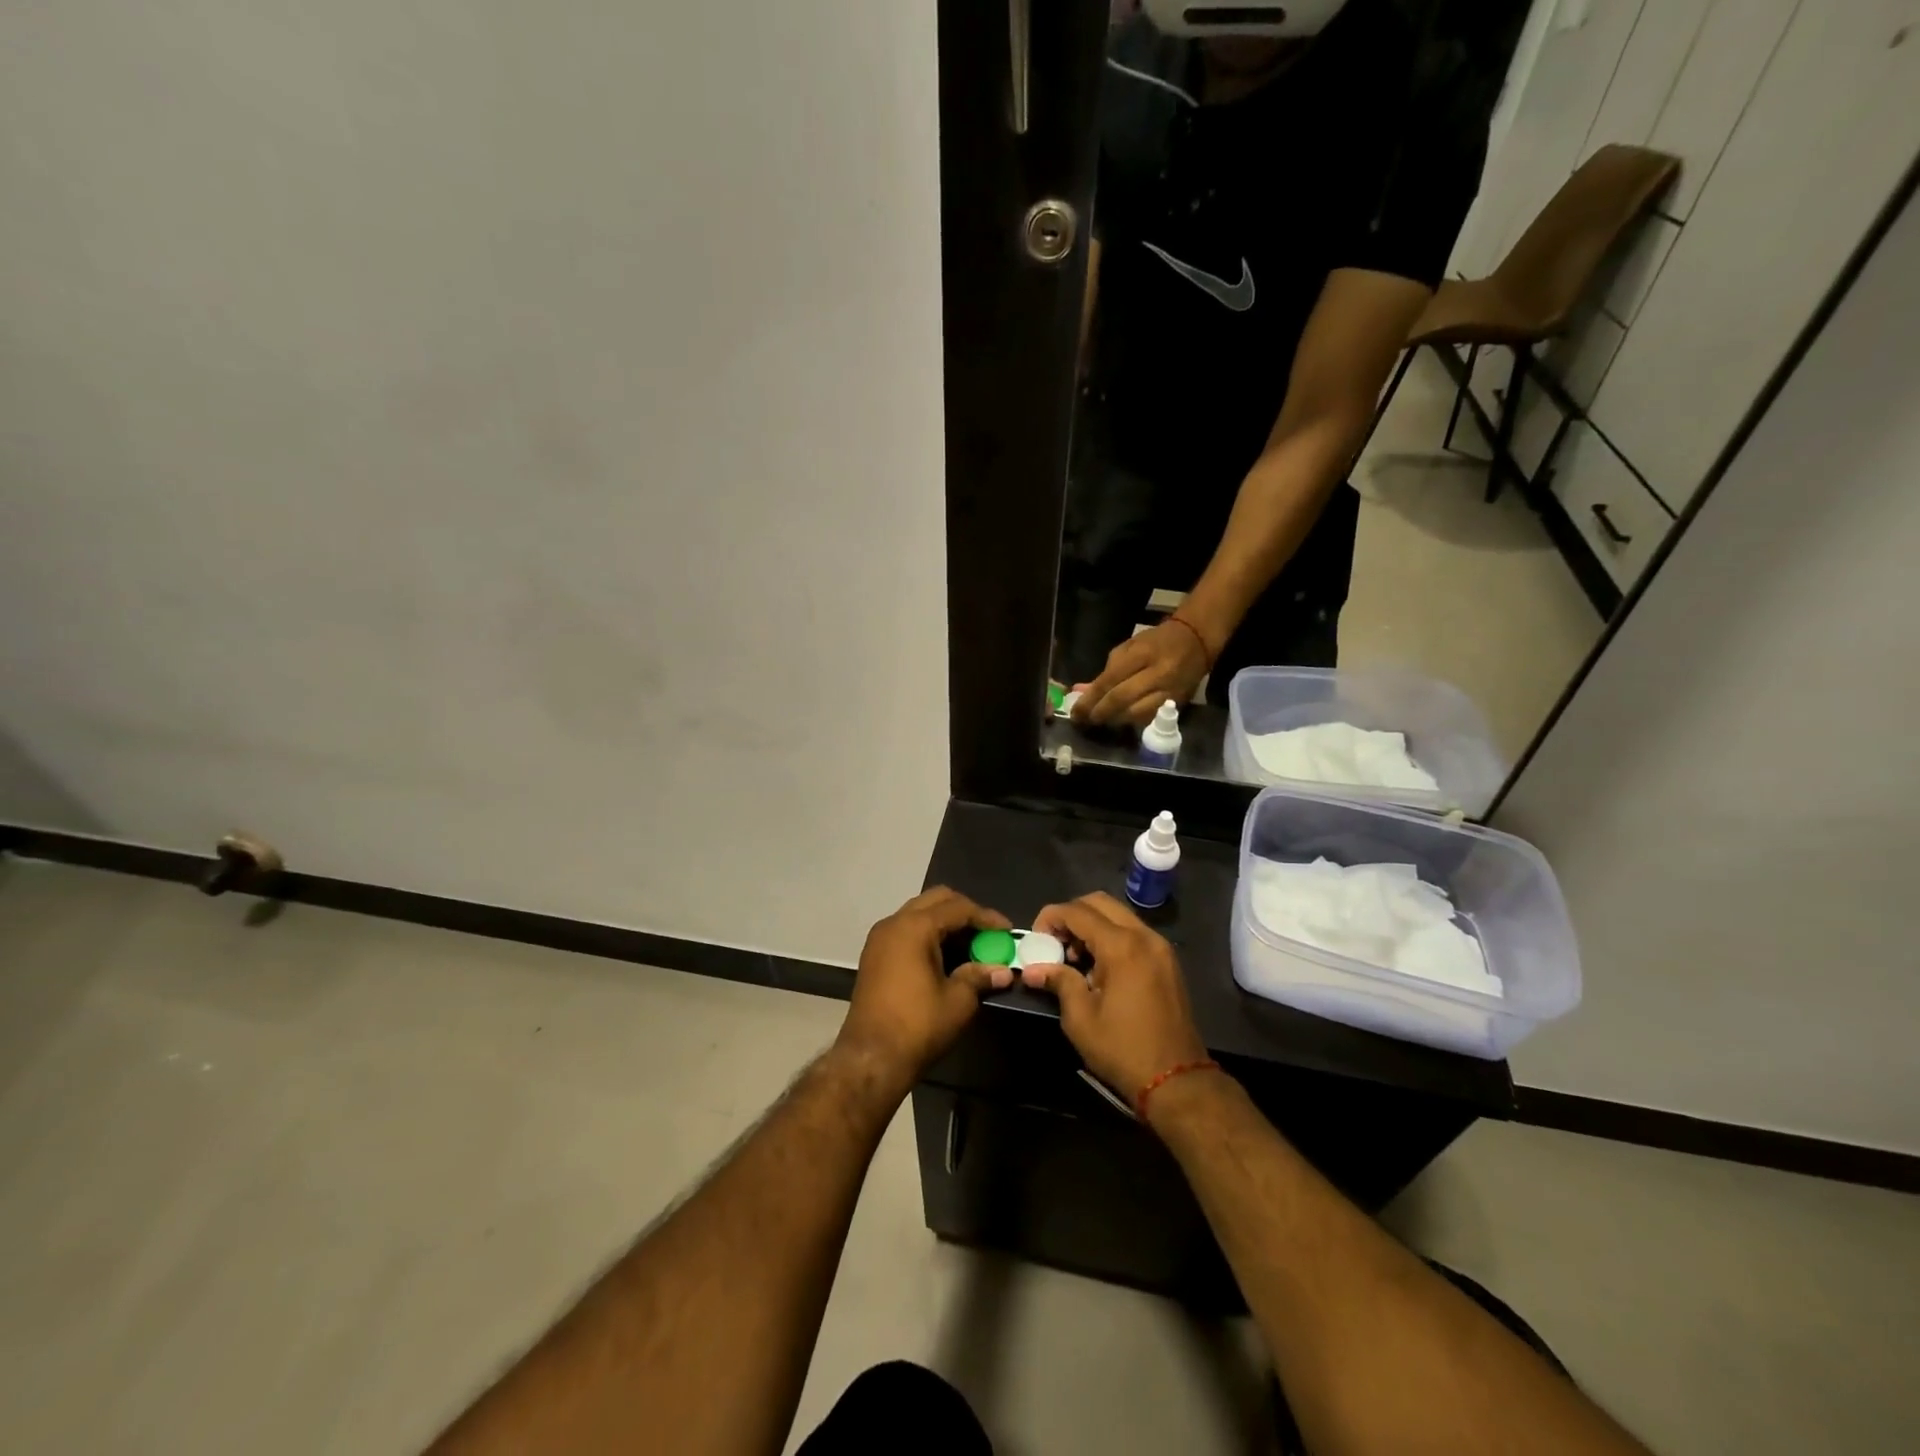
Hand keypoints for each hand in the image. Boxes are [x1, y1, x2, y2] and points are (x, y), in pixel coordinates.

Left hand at [835, 887, 1012, 1094]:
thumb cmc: (918, 1026)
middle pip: (936, 900)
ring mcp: (880, 938)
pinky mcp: (874, 955)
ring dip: (946, 923)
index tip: (1008, 931)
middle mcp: (894, 923)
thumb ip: (980, 977)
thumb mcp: (958, 1001)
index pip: (958, 908)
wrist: (870, 1058)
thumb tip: (1003, 971)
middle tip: (988, 933)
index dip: (987, 917)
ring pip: (919, 913)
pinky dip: (928, 934)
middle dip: (965, 912)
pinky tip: (946, 956)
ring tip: (970, 945)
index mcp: (915, 927)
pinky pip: (906, 930)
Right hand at [1018, 892, 1208, 1108]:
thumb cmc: (1123, 1049)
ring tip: (1075, 958)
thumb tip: (1033, 969)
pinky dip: (1111, 937)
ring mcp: (1160, 947)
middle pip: (1100, 903)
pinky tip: (1099, 967)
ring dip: (1092, 925)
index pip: (1078, 912)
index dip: (1051, 917)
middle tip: (1055, 943)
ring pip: (1118, 915)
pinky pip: (1133, 932)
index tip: (1036, 938)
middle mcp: (1144, 936)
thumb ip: (1059, 982)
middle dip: (1072, 915)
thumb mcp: (1081, 1018)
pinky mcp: (1167, 961)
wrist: (1177, 1080)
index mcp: (1122, 946)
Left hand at [1070, 618, 1212, 727]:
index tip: (1076, 711)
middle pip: (1122, 699)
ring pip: (1136, 714)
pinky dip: (1131, 721)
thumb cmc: (1157, 641)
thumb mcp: (1129, 647)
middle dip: (1099, 712)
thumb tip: (1083, 692)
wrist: (1196, 641)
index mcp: (1142, 654)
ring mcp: (1169, 691)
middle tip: (1084, 720)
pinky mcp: (1178, 703)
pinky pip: (1150, 718)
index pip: (1110, 680)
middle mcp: (1158, 674)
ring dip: (1114, 720)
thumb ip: (1106, 671)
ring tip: (1100, 720)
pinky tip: (1120, 720)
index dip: (1091, 698)